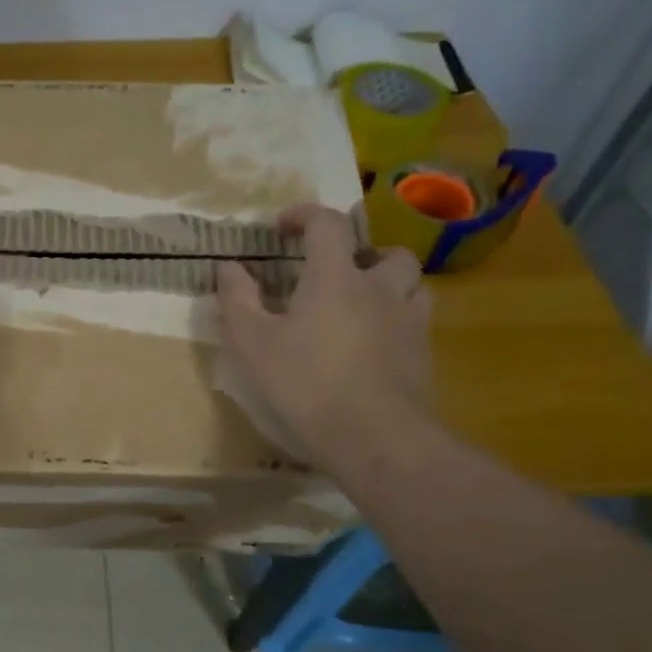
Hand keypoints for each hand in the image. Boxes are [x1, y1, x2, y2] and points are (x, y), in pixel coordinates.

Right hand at [215, 204, 432, 470]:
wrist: (375, 437)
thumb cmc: (306, 383)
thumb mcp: (253, 343)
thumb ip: (237, 299)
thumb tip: (228, 266)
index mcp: (335, 277)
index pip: (327, 224)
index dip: (304, 215)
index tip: (282, 225)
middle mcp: (379, 288)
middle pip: (384, 252)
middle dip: (360, 253)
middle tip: (335, 273)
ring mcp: (408, 321)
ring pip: (411, 283)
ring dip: (388, 283)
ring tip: (362, 304)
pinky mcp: (423, 354)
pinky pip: (416, 321)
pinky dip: (396, 319)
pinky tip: (374, 344)